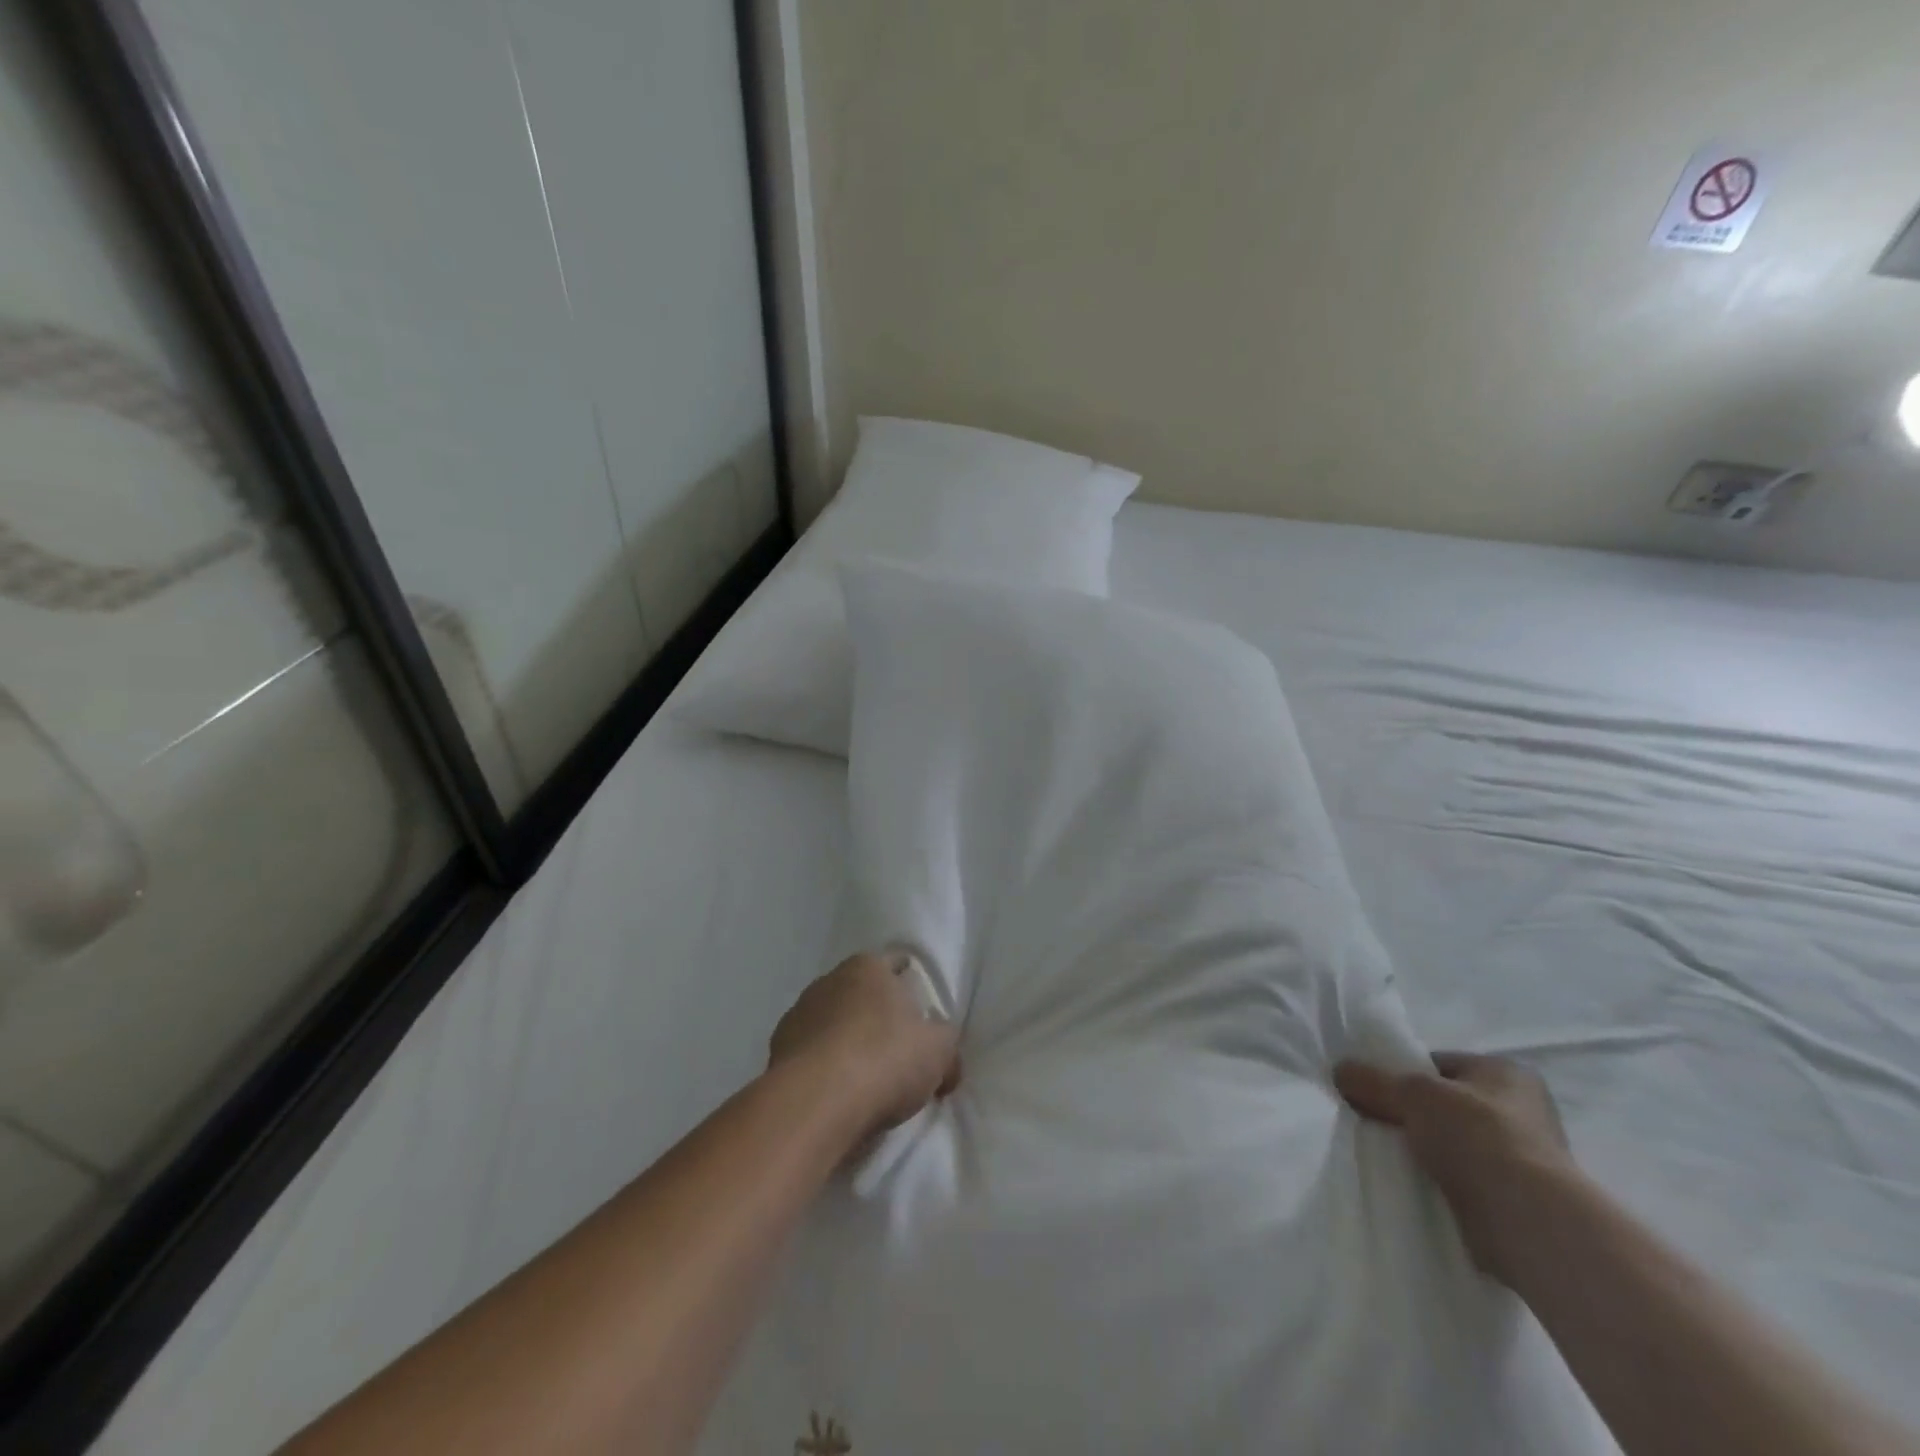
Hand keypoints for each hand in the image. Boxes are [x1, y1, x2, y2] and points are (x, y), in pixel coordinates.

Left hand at [769, 952, 961, 1138]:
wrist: (816, 1102)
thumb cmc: (885, 1058)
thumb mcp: (939, 1052)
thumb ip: (946, 1046)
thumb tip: (947, 1062)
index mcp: (868, 967)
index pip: (895, 963)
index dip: (910, 985)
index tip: (919, 1011)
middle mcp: (829, 980)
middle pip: (860, 993)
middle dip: (876, 1015)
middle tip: (896, 1049)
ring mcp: (797, 1015)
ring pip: (831, 1023)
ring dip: (845, 1041)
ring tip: (863, 1078)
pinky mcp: (776, 1053)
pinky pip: (810, 1055)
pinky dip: (822, 1068)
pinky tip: (836, 1094)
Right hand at [1334, 1052, 1576, 1286]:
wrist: (1529, 1220)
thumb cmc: (1478, 1135)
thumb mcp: (1413, 1093)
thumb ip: (1373, 1079)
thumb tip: (1340, 1071)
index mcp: (1508, 1073)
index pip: (1440, 1064)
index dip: (1403, 1073)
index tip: (1374, 1090)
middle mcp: (1522, 1110)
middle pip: (1445, 1104)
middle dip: (1412, 1114)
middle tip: (1374, 1121)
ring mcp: (1523, 1158)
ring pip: (1452, 1143)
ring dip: (1425, 1149)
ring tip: (1389, 1154)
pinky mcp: (1516, 1199)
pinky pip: (1463, 1179)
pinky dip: (1440, 1180)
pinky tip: (1414, 1183)